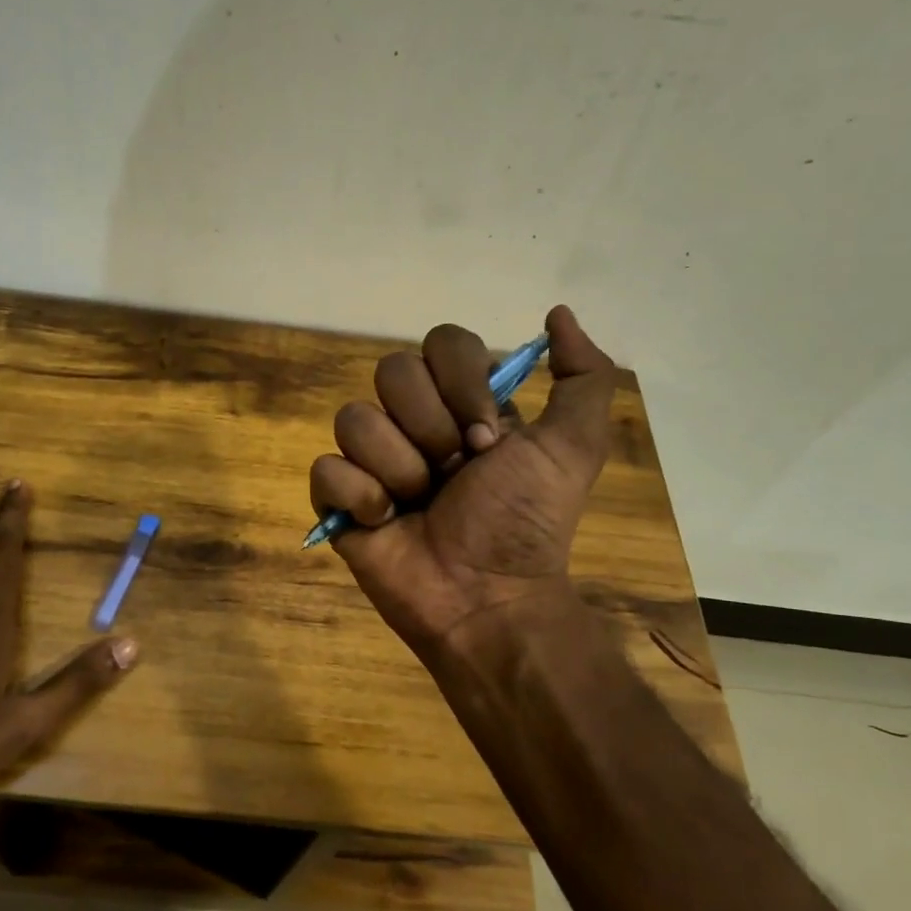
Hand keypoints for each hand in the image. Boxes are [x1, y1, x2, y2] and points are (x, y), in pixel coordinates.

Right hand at [309, 305, 617, 665]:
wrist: (487, 596)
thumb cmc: (527, 522)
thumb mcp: (574, 446)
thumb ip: (584, 376)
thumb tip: (556, 313)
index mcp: (460, 403)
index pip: (440, 343)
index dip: (461, 384)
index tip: (488, 439)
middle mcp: (412, 421)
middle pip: (391, 372)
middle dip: (429, 428)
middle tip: (455, 474)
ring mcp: (371, 459)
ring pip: (354, 419)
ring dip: (398, 468)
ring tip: (419, 504)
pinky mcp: (338, 499)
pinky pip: (326, 469)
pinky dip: (359, 496)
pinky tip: (385, 522)